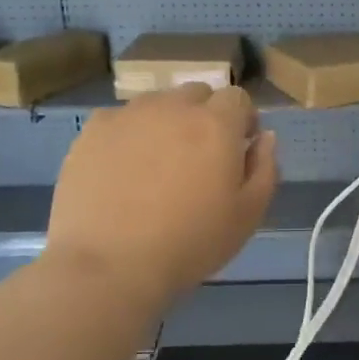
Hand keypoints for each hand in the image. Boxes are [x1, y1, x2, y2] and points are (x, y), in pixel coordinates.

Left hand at [44, 84, 277, 305]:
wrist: (110, 265)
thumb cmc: (191, 243)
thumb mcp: (248, 214)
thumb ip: (265, 167)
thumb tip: (265, 137)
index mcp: (217, 124)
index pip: (238, 98)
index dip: (243, 120)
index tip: (239, 150)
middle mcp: (174, 107)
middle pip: (197, 94)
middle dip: (205, 116)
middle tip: (199, 159)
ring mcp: (129, 115)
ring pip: (158, 104)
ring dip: (167, 122)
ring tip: (158, 165)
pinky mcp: (92, 131)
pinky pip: (121, 120)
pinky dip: (130, 135)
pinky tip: (124, 170)